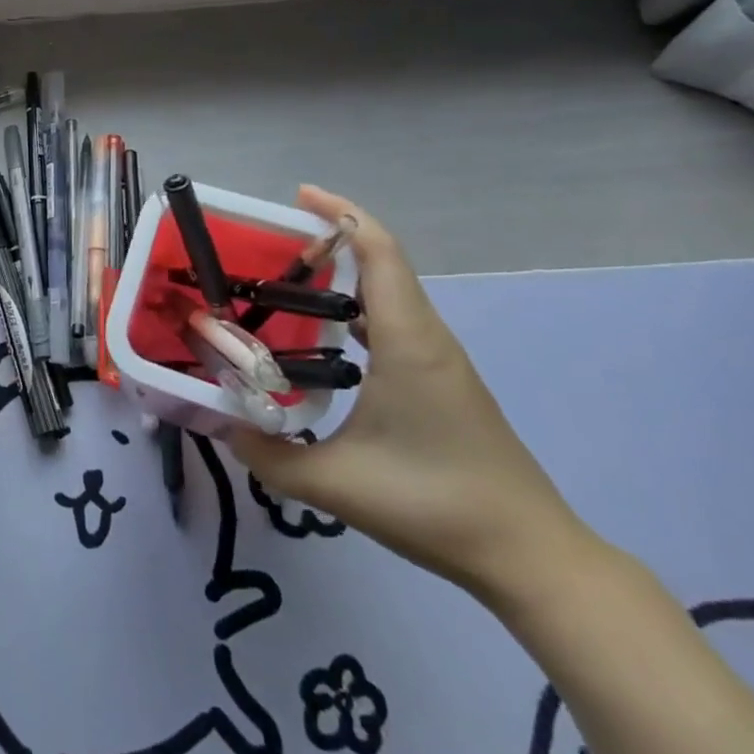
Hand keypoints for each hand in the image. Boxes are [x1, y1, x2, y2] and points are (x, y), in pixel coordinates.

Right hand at [229, 187, 590, 604]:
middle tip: (271, 243)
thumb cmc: (436, 505)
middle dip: (331, 238)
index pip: (380, 252)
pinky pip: (394, 323)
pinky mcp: (441, 384)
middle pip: (383, 263)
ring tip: (286, 284)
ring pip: (390, 294)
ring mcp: (439, 361)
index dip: (341, 213)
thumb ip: (269, 455)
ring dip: (344, 275)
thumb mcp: (337, 483)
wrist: (530, 557)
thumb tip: (223, 427)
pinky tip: (324, 340)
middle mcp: (426, 337)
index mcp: (407, 341)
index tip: (298, 195)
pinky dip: (357, 311)